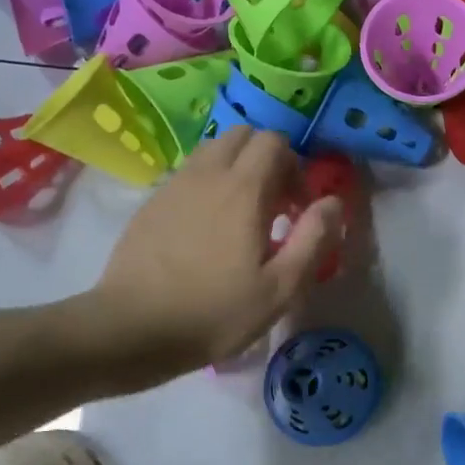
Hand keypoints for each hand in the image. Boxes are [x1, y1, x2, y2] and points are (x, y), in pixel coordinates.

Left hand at [82, 128, 343, 386]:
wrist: (131, 329)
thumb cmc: (215, 312)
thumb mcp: (280, 288)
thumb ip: (313, 239)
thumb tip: (333, 202)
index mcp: (243, 190)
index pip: (275, 142)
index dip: (295, 168)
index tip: (298, 209)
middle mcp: (207, 174)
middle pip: (243, 136)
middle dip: (267, 160)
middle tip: (274, 206)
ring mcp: (174, 185)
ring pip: (213, 151)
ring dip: (237, 169)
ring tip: (242, 216)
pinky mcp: (151, 203)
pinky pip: (189, 174)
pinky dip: (209, 185)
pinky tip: (208, 230)